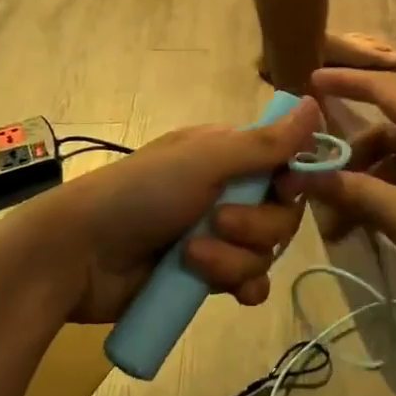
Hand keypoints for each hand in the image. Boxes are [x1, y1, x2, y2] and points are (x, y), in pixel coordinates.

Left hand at [18, 100, 322, 323]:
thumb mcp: (204, 160)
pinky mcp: (205, 277)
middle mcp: (226, 191)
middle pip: (280, 212)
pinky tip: (232, 293)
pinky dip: (242, 286)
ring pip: (263, 251)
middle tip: (217, 221)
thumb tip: (316, 101)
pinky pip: (249, 282)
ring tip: (192, 257)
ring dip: (233, 259)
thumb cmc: (141, 193)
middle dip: (254, 224)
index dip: (292, 178)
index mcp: (225, 154)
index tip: (286, 187)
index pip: (284, 162)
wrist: (79, 255)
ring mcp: (216, 236)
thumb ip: (265, 142)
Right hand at [278, 71, 395, 310]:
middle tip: (318, 197)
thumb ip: (360, 196)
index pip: (381, 89)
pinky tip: (386, 232)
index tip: (307, 82)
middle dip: (350, 161)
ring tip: (347, 231)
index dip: (344, 83)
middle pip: (387, 132)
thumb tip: (308, 176)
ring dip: (373, 186)